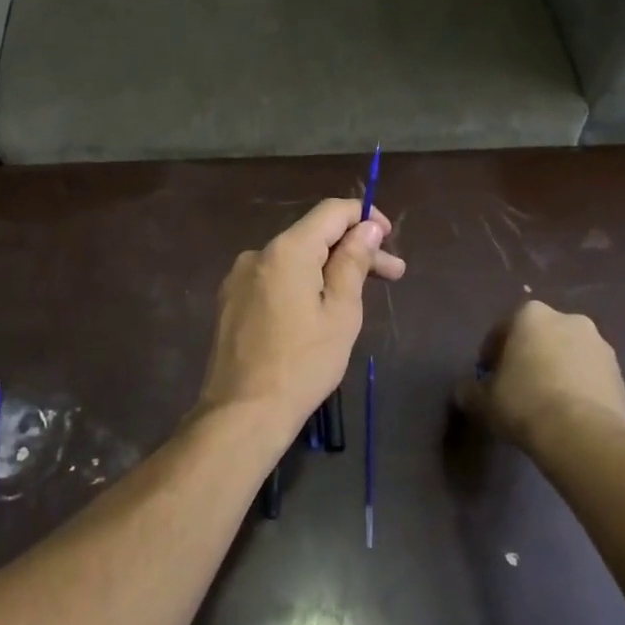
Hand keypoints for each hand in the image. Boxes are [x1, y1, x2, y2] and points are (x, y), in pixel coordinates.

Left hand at [195, 199, 406, 445]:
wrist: (242, 413)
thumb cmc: (303, 364)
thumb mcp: (341, 313)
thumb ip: (353, 262)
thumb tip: (367, 227)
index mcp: (287, 250)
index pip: (331, 211)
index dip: (364, 217)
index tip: (389, 239)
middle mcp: (258, 253)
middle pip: (313, 237)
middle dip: (354, 250)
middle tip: (394, 275)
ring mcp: (239, 278)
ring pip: (294, 260)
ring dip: (328, 270)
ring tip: (358, 298)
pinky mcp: (231, 302)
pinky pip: (274, 280)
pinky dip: (301, 285)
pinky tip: (318, 312)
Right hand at [453, 300, 624, 456]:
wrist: (583, 436)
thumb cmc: (525, 404)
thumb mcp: (483, 401)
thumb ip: (469, 390)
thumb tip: (465, 391)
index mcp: (531, 315)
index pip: (503, 329)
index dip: (492, 353)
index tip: (487, 376)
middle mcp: (569, 320)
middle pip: (540, 337)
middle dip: (529, 357)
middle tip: (516, 387)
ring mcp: (600, 346)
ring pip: (568, 355)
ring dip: (556, 371)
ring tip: (545, 403)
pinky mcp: (621, 374)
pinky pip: (589, 376)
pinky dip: (578, 388)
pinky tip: (568, 414)